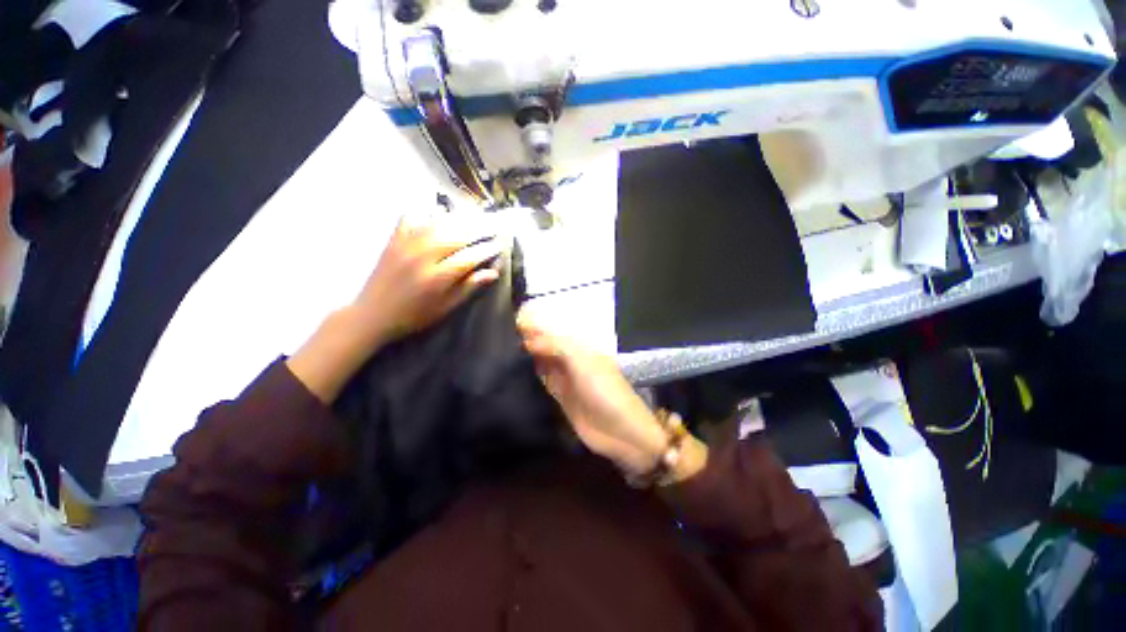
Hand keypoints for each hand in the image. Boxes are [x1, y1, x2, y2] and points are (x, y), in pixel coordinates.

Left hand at [288, 211, 502, 402]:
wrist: (373, 314)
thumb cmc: (414, 316)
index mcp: (438, 277)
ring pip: (439, 223)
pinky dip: (427, 213)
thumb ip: (468, 288)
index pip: (470, 256)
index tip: (501, 243)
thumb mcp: (446, 308)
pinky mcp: (394, 239)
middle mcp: (423, 256)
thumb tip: (492, 272)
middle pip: (457, 235)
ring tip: (475, 217)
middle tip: (494, 225)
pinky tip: (438, 213)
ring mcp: (406, 244)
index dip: (488, 249)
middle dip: (479, 229)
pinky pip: (412, 218)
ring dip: (460, 219)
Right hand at [517, 305, 705, 480]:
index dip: (535, 324)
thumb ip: (555, 346)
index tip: (510, 319)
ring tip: (500, 348)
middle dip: (528, 337)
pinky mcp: (560, 397)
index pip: (554, 330)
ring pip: (543, 361)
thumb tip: (527, 338)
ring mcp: (565, 378)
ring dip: (527, 354)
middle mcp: (571, 359)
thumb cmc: (604, 390)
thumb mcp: (581, 361)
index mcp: (580, 346)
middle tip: (500, 334)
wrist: (620, 431)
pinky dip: (530, 373)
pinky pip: (542, 380)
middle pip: (547, 344)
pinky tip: (513, 370)